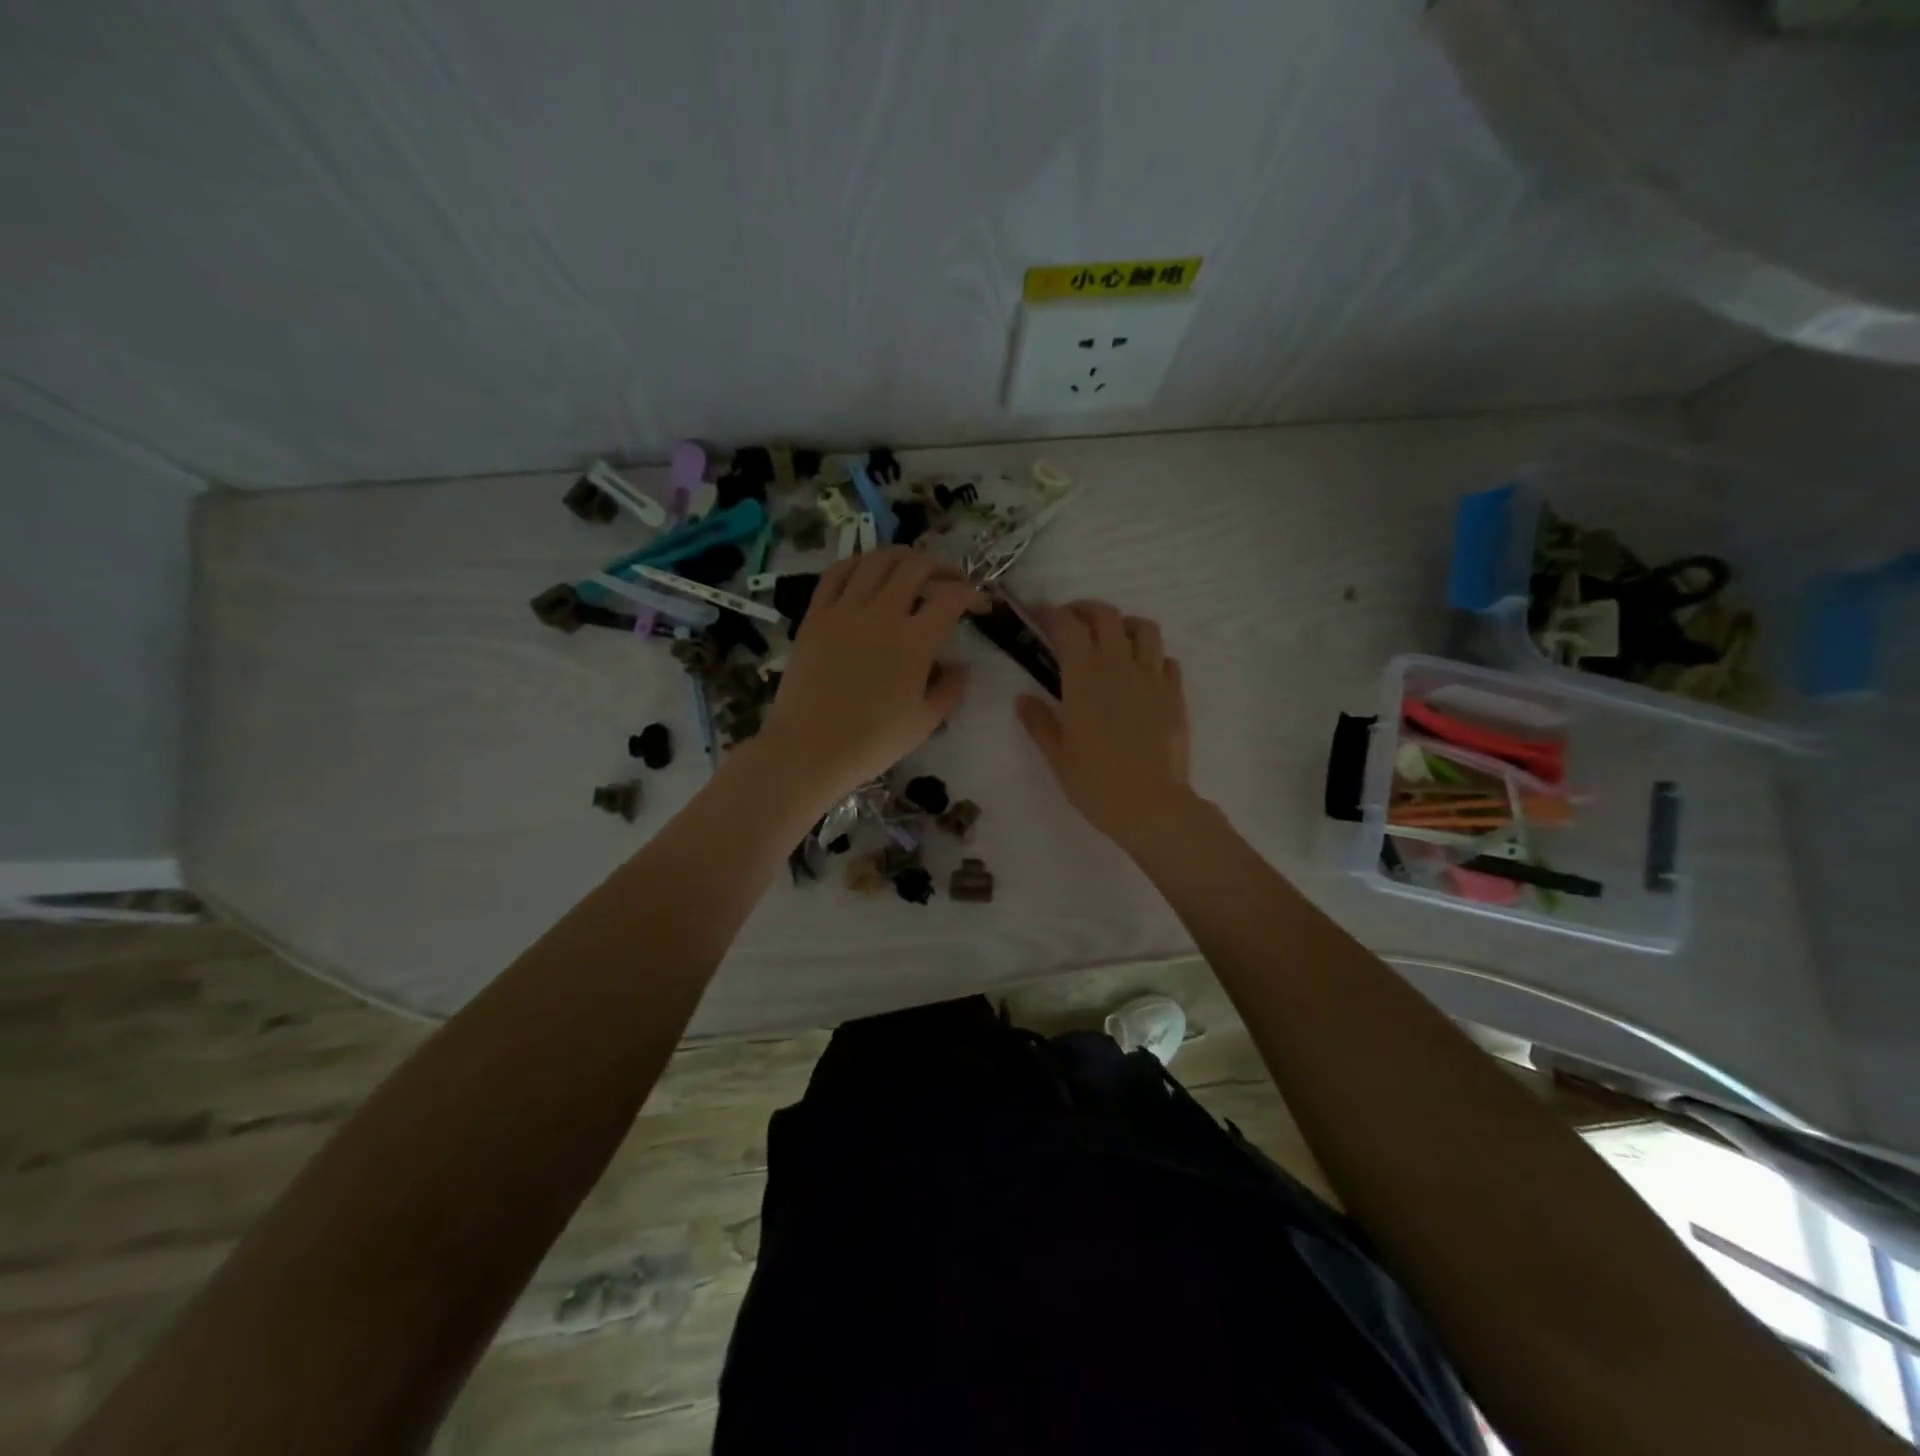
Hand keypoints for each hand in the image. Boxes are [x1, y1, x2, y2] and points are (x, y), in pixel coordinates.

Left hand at [759, 548, 984, 804]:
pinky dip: (857, 563)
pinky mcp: (815, 616)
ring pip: (877, 560)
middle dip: (941, 567)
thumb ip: (950, 688)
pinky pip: (836, 573)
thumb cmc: (873, 741)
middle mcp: (882, 613)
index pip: (951, 598)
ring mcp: (845, 610)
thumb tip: (960, 666)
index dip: (972, 595)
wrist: (810, 748)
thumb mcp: (926, 722)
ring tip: (911, 568)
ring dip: (901, 557)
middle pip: (915, 567)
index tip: (980, 607)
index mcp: (915, 640)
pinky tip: (866, 569)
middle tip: (949, 582)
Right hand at [1016, 600, 1192, 848]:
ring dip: (1124, 625)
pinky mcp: (1175, 694)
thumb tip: (1023, 699)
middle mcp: (1119, 667)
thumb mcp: (1058, 756)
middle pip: (1106, 616)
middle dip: (1085, 610)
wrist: (1152, 806)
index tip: (1037, 615)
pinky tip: (1141, 672)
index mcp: (1085, 678)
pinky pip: (1166, 659)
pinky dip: (1151, 655)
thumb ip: (1039, 722)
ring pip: (1144, 628)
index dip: (1050, 613)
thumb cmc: (1097, 784)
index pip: (1067, 627)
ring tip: (1112, 639)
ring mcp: (1152, 678)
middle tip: (1070, 621)